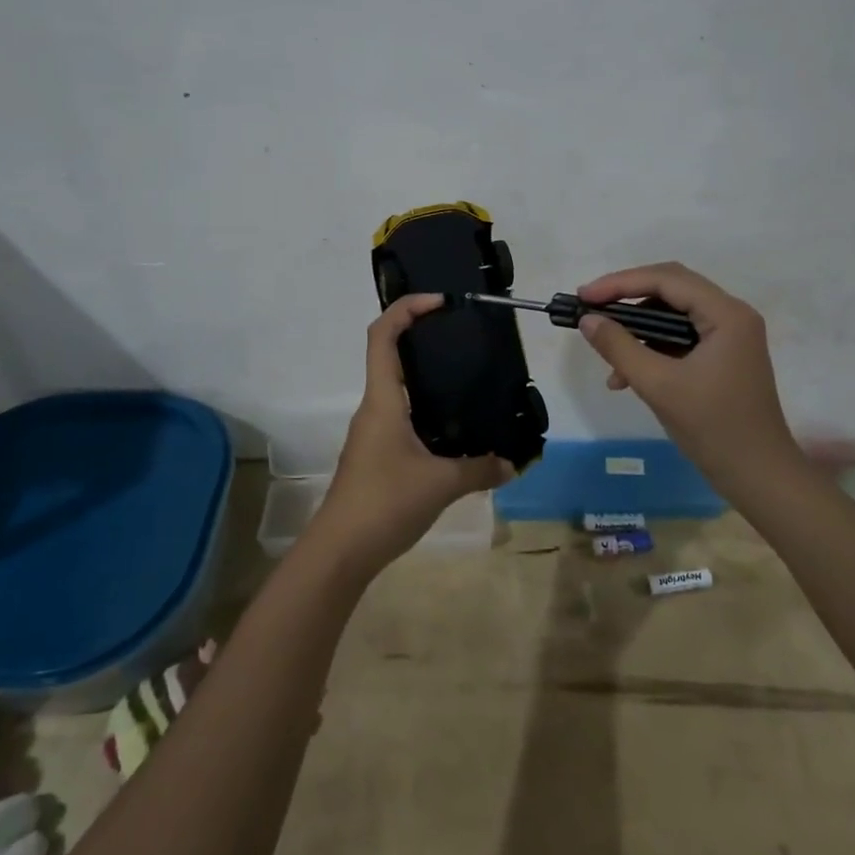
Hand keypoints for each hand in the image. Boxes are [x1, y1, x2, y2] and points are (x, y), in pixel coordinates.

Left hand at [308, 294, 507, 577]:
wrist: (341, 552)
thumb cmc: (385, 502)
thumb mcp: (441, 484)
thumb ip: (480, 470)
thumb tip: (513, 464)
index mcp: (383, 400)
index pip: (382, 336)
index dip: (406, 309)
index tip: (439, 302)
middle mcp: (374, 409)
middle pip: (390, 356)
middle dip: (421, 337)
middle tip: (462, 337)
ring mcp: (372, 433)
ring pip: (398, 390)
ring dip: (426, 377)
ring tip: (467, 379)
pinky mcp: (377, 456)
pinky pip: (402, 417)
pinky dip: (426, 410)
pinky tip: (455, 428)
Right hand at [577, 263, 799, 487]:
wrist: (759, 477)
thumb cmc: (713, 428)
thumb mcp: (658, 386)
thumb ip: (619, 347)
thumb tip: (588, 320)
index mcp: (727, 314)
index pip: (667, 279)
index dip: (620, 283)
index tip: (583, 297)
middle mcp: (732, 315)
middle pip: (671, 289)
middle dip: (627, 299)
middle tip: (590, 309)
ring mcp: (730, 336)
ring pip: (673, 314)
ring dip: (638, 330)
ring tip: (607, 355)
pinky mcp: (724, 355)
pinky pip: (680, 337)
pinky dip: (652, 349)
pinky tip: (627, 377)